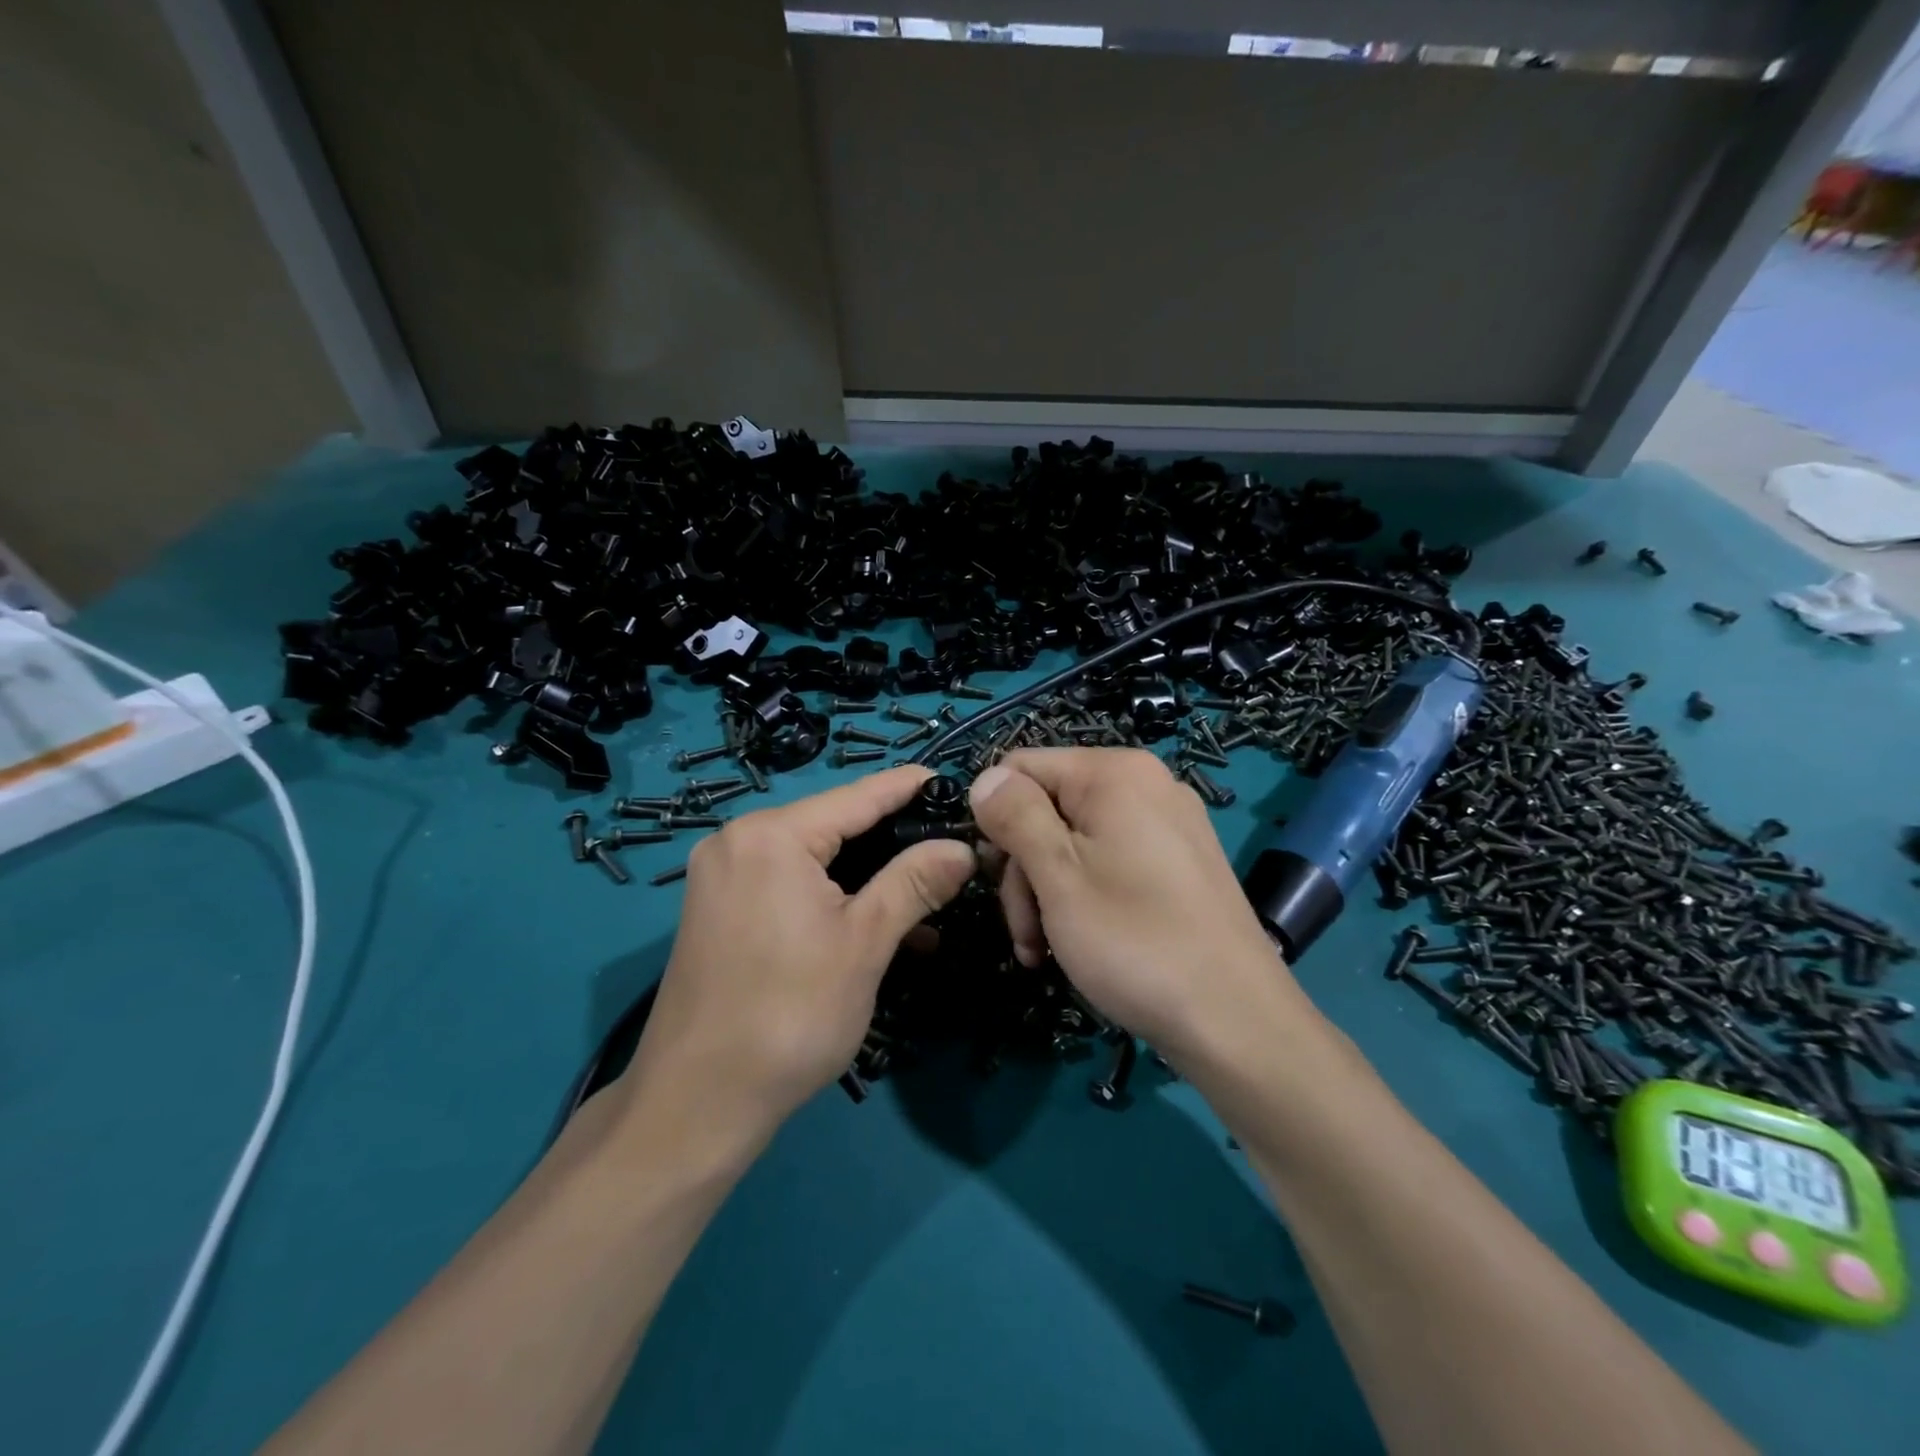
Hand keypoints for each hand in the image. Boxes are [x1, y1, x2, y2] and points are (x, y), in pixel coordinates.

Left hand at [622, 767, 975, 1146]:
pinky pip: (789, 884)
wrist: (695, 1103)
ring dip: (867, 876)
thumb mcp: (864, 944)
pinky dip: (832, 898)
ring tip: (927, 893)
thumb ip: (914, 883)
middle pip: (834, 825)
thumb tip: (963, 848)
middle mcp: (738, 841)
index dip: (909, 787)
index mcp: (772, 836)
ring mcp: (723, 875)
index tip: (953, 780)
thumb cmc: (790, 1015)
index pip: (858, 796)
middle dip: (894, 840)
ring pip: (814, 858)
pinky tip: (875, 923)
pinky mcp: (718, 909)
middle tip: (951, 848)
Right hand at [970, 749, 1320, 1061]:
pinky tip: (1077, 946)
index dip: (995, 819)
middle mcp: (1145, 785)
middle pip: (1047, 807)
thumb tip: (984, 778)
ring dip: (1047, 893)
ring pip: (1074, 841)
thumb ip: (1015, 817)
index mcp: (1115, 772)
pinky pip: (1109, 862)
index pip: (1021, 767)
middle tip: (1025, 932)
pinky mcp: (1179, 864)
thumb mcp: (1058, 876)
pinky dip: (1083, 898)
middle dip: (1023, 869)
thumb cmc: (1135, 942)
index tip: (993, 878)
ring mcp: (1168, 825)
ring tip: (1043, 951)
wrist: (1236, 1022)